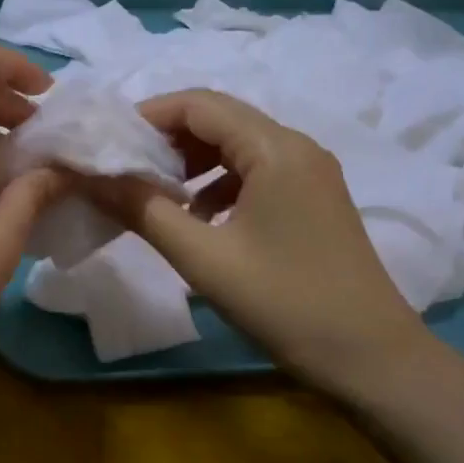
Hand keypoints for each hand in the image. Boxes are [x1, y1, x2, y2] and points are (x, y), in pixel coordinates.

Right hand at [95, 89, 440, 399]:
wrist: (370, 357)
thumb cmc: (284, 302)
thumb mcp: (203, 258)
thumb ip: (144, 210)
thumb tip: (92, 178)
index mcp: (275, 149)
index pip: (200, 104)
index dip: (148, 116)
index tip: (108, 144)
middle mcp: (297, 147)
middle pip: (220, 120)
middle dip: (167, 140)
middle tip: (124, 170)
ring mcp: (311, 174)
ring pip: (238, 147)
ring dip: (192, 163)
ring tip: (156, 196)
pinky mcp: (314, 200)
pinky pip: (257, 173)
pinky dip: (219, 185)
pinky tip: (200, 220)